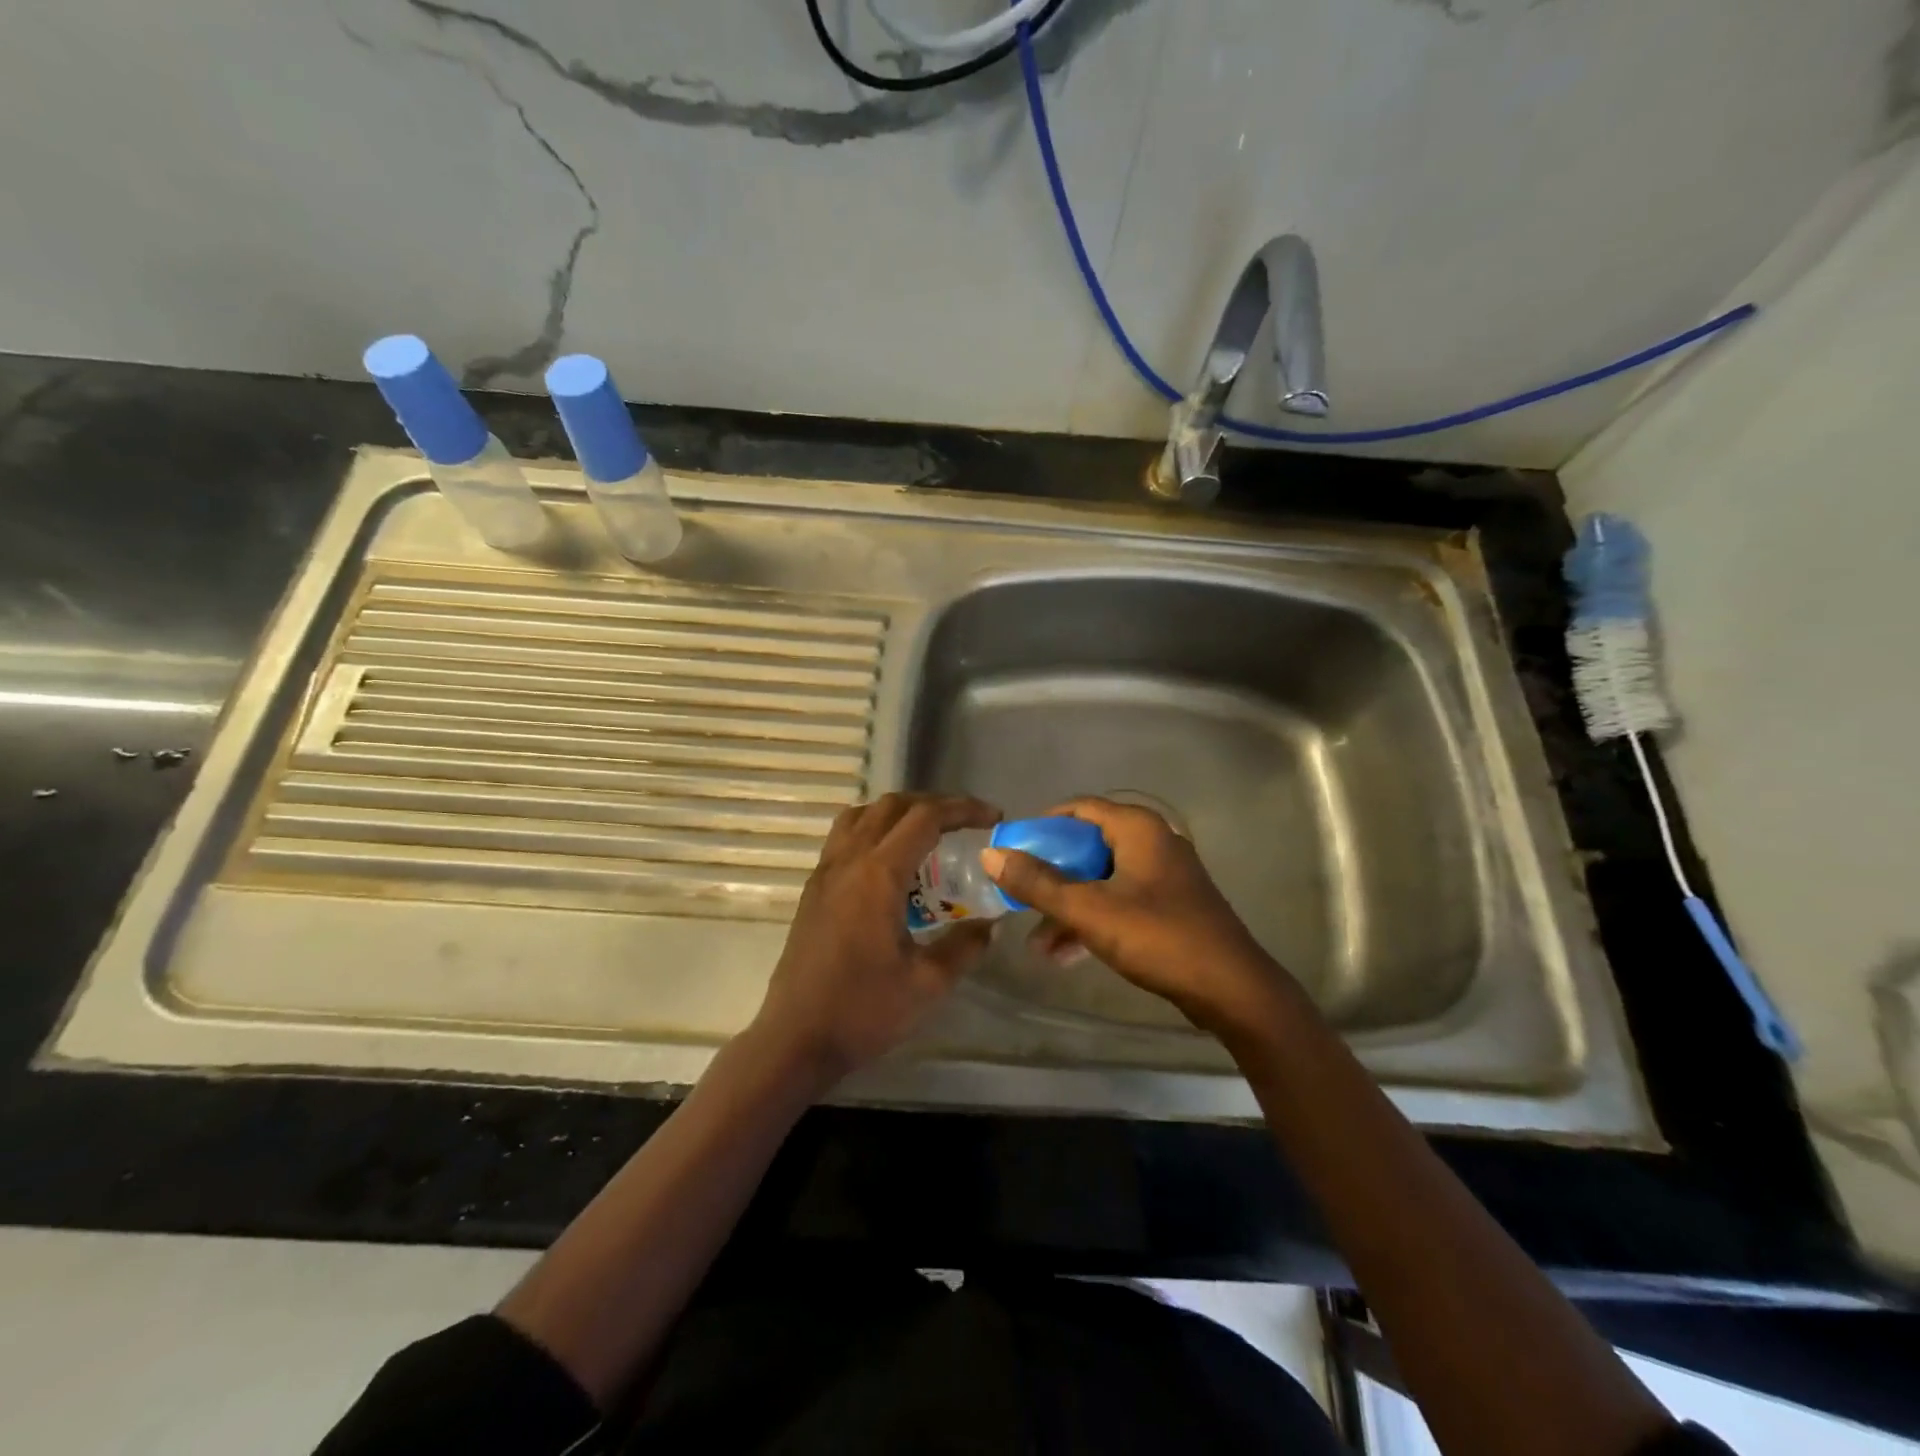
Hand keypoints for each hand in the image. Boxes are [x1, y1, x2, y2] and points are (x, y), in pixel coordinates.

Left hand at [749, 792, 999, 1088]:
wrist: (796, 1038)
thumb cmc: (863, 1010)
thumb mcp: (928, 983)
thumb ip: (965, 946)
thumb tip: (990, 924)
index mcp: (879, 874)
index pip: (925, 817)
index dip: (963, 809)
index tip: (993, 818)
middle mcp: (849, 860)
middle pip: (893, 805)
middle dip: (934, 804)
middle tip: (966, 823)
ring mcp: (825, 871)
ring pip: (863, 814)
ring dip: (899, 812)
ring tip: (928, 834)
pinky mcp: (813, 888)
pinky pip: (844, 836)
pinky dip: (873, 829)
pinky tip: (890, 862)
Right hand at [981, 796, 1297, 1039]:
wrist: (1232, 990)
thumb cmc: (1159, 938)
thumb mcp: (1090, 910)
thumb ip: (1039, 883)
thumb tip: (991, 855)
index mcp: (1137, 829)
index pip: (1078, 808)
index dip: (1041, 826)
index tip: (1013, 850)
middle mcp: (1152, 842)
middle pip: (1087, 846)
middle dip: (1051, 876)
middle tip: (1020, 896)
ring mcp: (1163, 875)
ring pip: (1101, 879)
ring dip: (1068, 907)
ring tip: (1037, 945)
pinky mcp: (1169, 905)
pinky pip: (1119, 901)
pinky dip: (1093, 920)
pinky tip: (1066, 955)